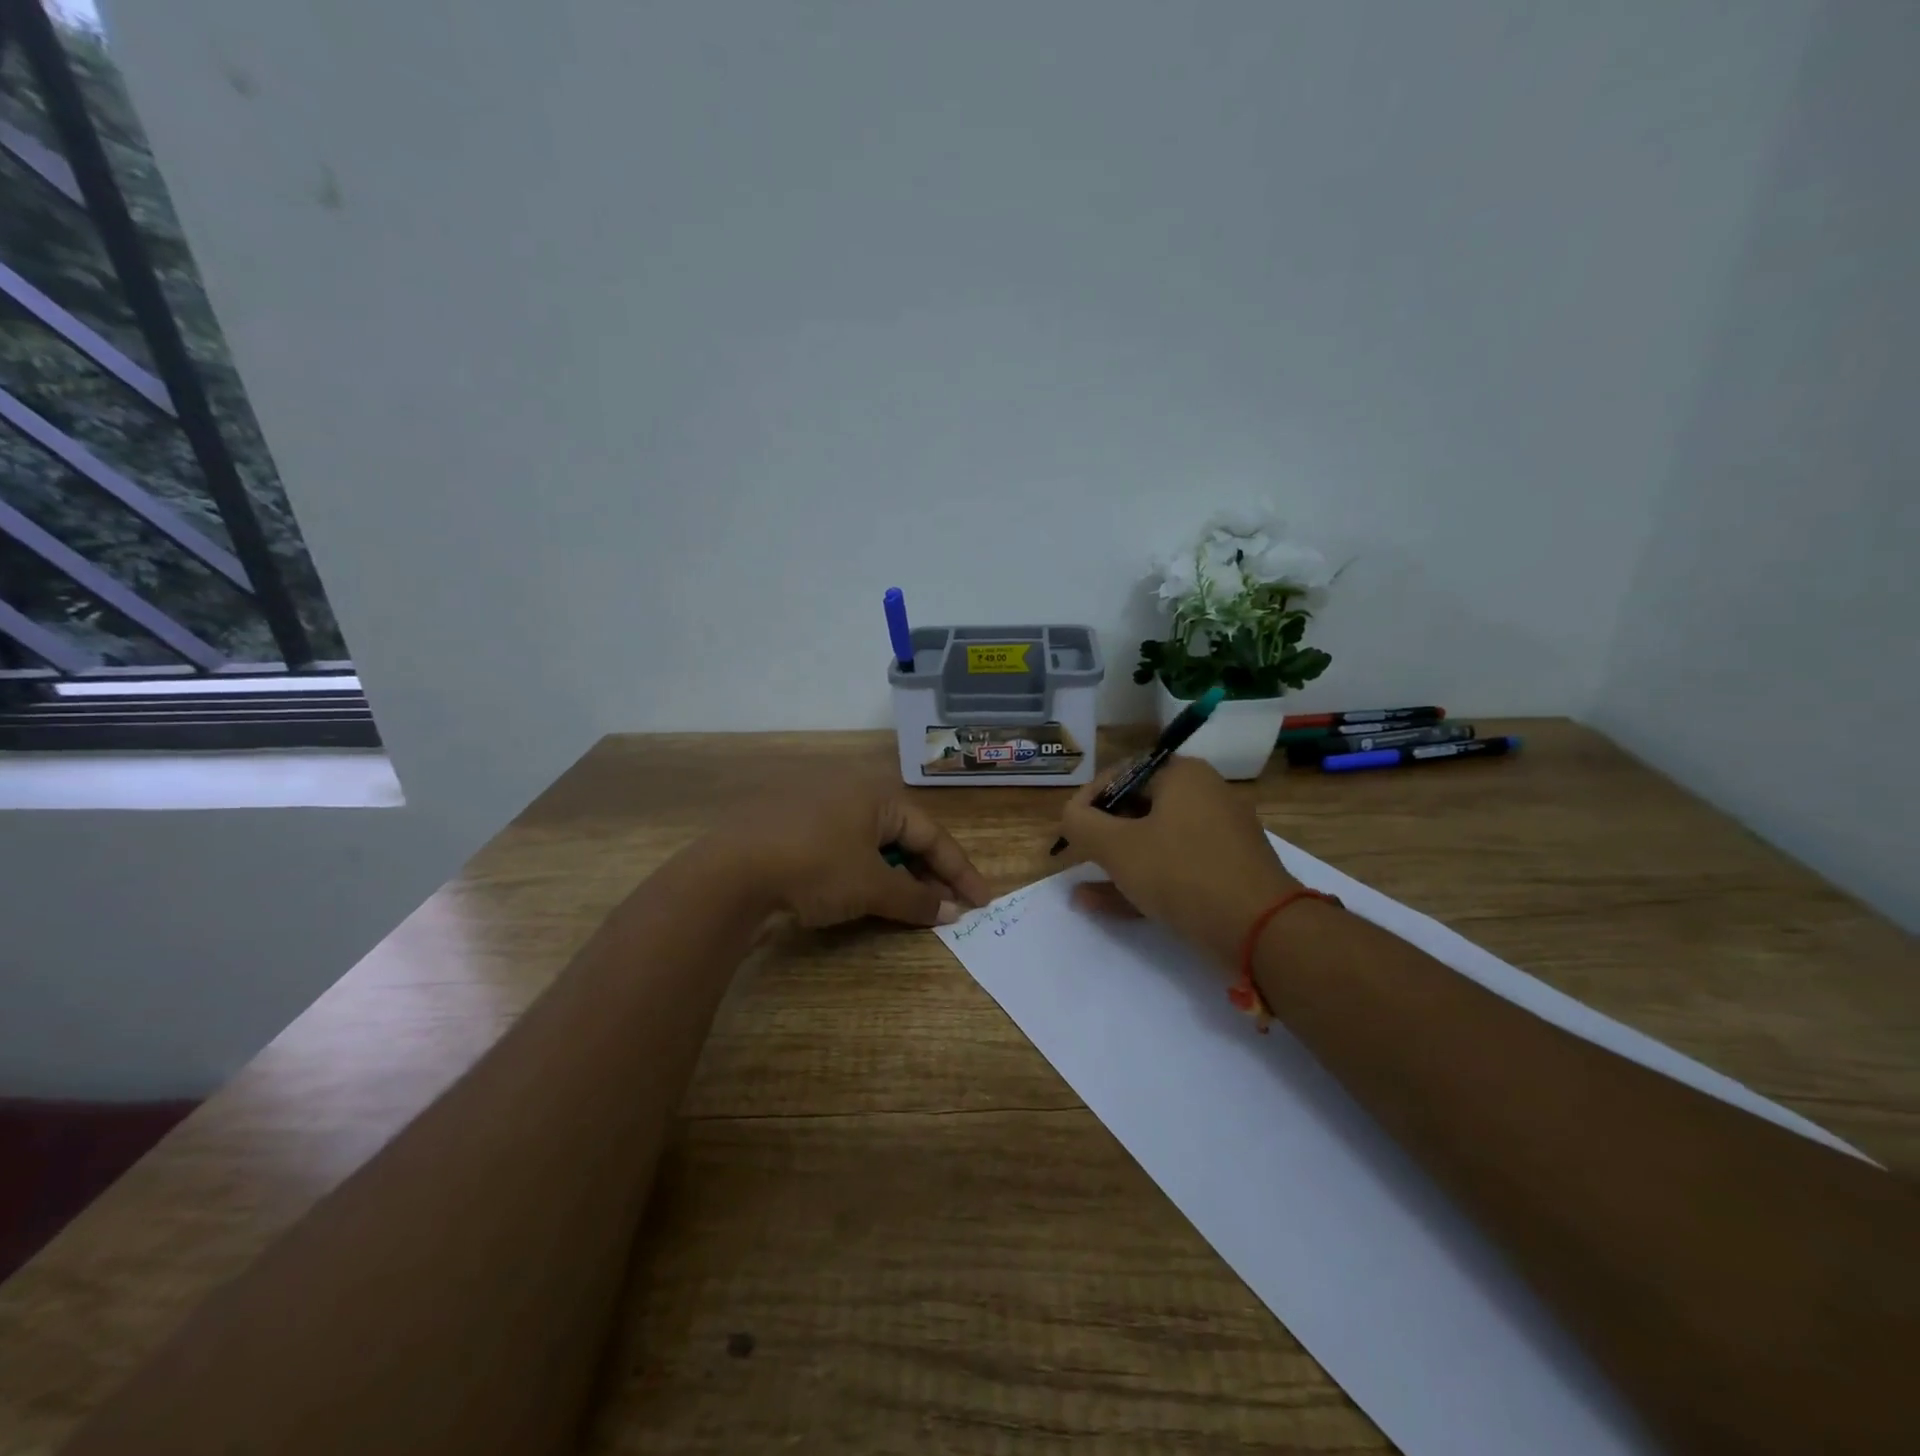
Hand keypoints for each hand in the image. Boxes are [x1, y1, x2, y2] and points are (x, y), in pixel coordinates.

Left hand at [719, 779, 992, 928]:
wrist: (728, 874)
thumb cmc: (813, 867)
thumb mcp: (871, 886)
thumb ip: (916, 899)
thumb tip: (953, 911)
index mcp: (876, 794)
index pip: (931, 833)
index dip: (960, 870)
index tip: (983, 902)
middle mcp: (850, 793)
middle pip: (904, 836)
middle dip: (930, 874)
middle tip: (950, 908)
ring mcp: (818, 810)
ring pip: (874, 845)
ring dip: (899, 877)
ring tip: (915, 908)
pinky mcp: (793, 831)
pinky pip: (846, 850)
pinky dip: (866, 874)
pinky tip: (869, 897)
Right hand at [1058, 755, 1298, 967]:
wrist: (1261, 930)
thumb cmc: (1182, 873)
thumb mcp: (1117, 847)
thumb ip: (1081, 825)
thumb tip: (1070, 815)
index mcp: (1183, 775)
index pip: (1121, 774)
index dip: (1087, 800)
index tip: (1068, 828)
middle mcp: (1204, 796)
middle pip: (1138, 808)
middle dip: (1101, 836)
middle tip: (1077, 857)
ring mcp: (1219, 836)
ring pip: (1154, 842)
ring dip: (1116, 863)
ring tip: (1081, 888)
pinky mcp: (1226, 871)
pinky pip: (1174, 867)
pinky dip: (1142, 880)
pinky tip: (1103, 904)